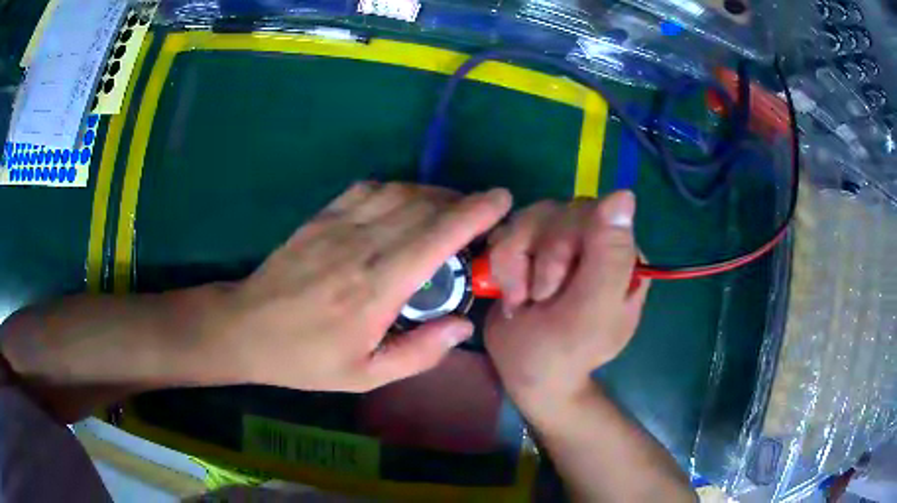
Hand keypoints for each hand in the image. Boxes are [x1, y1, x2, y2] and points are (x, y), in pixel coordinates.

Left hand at [206, 182, 511, 391]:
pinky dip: (398, 189)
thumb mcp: (364, 376)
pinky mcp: (322, 216)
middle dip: (463, 203)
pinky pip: (369, 189)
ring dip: (434, 195)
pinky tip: (405, 204)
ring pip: (400, 192)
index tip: (501, 200)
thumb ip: (419, 353)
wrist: (247, 328)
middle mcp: (361, 246)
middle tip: (481, 216)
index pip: (436, 237)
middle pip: (424, 207)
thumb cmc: (306, 358)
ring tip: (450, 210)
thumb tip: (463, 324)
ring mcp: (338, 225)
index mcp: (376, 289)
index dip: (475, 212)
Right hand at [484, 191, 648, 412]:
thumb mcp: (592, 311)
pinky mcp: (534, 249)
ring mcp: (563, 244)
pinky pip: (511, 230)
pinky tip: (511, 291)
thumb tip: (624, 194)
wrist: (528, 374)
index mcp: (622, 256)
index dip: (561, 244)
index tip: (550, 287)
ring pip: (529, 218)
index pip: (592, 213)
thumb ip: (610, 257)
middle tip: (535, 299)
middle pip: (557, 212)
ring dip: (515, 263)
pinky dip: (503, 262)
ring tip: (520, 299)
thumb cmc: (563, 353)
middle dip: (537, 259)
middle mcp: (595, 244)